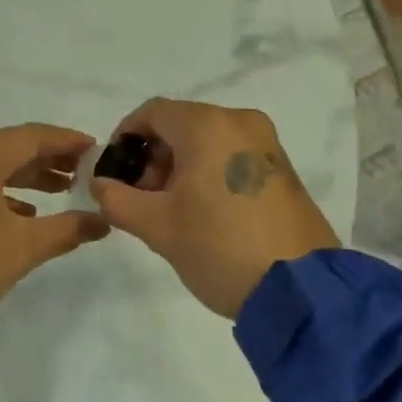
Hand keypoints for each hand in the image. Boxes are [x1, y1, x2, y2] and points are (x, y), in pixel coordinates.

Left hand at [0, 123, 108, 329]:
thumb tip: (102, 222)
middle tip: (83, 174)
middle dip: (47, 160)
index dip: (66, 142)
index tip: (96, 150)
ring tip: (61, 192)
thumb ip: (66, 229)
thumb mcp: (22, 248)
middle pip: (8, 148)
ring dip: (24, 177)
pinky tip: (23, 214)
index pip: (31, 136)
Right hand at [88, 99, 339, 318]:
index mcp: (207, 125)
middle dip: (154, 156)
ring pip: (208, 139)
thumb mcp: (158, 227)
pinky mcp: (282, 167)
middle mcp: (240, 121)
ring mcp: (267, 143)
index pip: (152, 112)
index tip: (115, 172)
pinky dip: (211, 171)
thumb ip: (118, 199)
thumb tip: (100, 184)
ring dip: (181, 165)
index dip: (125, 137)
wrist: (301, 290)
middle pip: (181, 124)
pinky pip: (234, 154)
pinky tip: (206, 211)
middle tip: (142, 198)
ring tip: (173, 210)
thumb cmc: (219, 247)